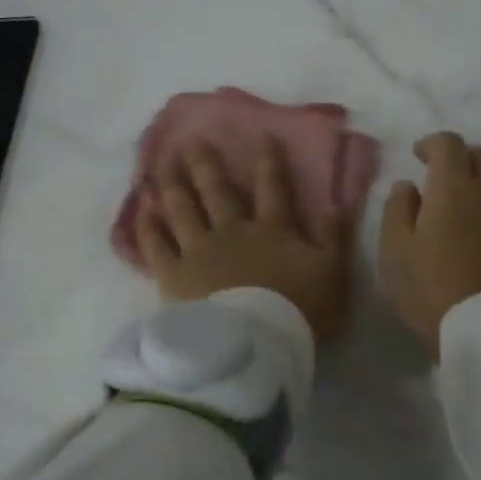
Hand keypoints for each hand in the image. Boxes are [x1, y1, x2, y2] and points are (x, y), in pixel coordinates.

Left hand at [135, 137, 355, 339]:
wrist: (256, 343)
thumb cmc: (300, 310)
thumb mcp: (332, 272)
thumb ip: (335, 236)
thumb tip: (338, 201)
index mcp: (271, 230)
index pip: (272, 188)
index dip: (269, 161)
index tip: (263, 135)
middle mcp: (232, 231)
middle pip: (217, 191)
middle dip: (206, 164)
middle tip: (193, 141)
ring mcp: (199, 250)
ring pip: (183, 209)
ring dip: (173, 184)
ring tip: (162, 163)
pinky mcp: (174, 275)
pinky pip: (156, 246)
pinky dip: (147, 227)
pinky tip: (141, 211)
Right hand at [377, 132, 480, 358]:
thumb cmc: (433, 290)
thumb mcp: (396, 251)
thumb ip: (397, 209)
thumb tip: (409, 185)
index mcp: (454, 187)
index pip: (448, 144)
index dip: (431, 143)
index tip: (419, 156)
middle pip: (479, 154)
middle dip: (458, 157)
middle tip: (442, 176)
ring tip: (472, 187)